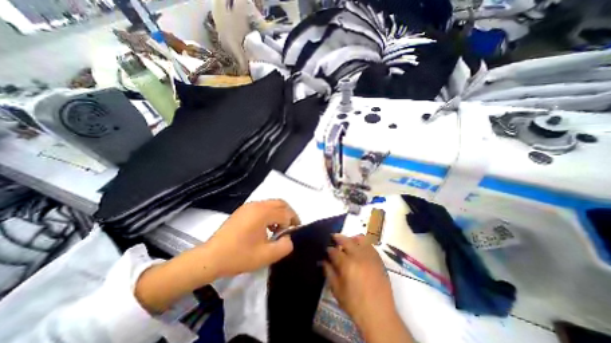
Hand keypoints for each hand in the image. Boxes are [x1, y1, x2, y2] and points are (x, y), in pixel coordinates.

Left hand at [134, 200, 299, 313]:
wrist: (211, 258)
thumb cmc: (239, 256)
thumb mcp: (266, 256)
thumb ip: (284, 246)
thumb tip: (289, 238)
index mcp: (263, 212)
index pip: (285, 212)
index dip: (293, 222)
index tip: (294, 233)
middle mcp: (257, 205)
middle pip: (280, 203)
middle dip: (289, 214)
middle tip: (290, 227)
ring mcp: (249, 206)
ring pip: (271, 204)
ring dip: (279, 213)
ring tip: (278, 229)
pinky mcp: (243, 210)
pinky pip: (262, 207)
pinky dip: (270, 213)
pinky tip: (266, 227)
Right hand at [322, 235, 412, 340]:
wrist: (379, 314)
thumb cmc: (355, 304)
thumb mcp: (337, 290)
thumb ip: (329, 272)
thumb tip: (324, 261)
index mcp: (346, 264)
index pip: (334, 251)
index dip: (329, 249)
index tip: (326, 249)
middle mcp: (358, 256)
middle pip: (346, 241)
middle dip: (338, 238)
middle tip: (333, 237)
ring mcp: (370, 256)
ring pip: (359, 239)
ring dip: (351, 238)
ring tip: (348, 240)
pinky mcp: (378, 259)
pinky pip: (370, 245)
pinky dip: (363, 243)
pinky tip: (360, 247)